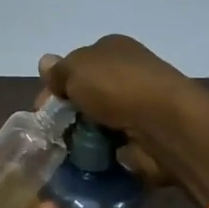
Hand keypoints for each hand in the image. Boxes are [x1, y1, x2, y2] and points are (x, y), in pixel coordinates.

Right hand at [38, 34, 201, 188]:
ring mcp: (137, 104)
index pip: (75, 65)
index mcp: (112, 48)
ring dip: (82, 134)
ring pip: (97, 119)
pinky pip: (112, 143)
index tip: (42, 109)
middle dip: (68, 112)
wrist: (166, 125)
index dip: (55, 85)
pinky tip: (89, 158)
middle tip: (53, 132)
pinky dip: (101, 151)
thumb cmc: (118, 87)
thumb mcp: (77, 69)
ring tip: (68, 150)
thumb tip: (45, 63)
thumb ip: (58, 71)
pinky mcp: (145, 135)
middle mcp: (126, 72)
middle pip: (85, 93)